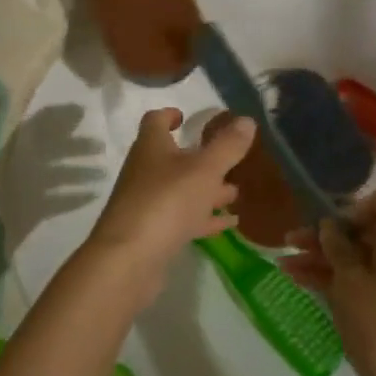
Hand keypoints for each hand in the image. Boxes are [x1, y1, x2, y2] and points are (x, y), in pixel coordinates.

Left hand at [87, 109, 254, 294]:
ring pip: (179, 190)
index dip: (169, 115)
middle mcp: (145, 171)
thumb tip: (246, 120)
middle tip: (228, 161)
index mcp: (151, 147)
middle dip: (200, 159)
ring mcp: (146, 204)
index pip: (155, 121)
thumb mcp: (205, 169)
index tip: (185, 116)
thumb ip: (227, 146)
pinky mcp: (152, 233)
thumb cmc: (167, 201)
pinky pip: (182, 219)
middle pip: (171, 158)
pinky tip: (229, 224)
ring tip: (235, 193)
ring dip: (206, 191)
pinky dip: (204, 218)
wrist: (129, 259)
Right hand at [286, 188, 375, 375]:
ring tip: (286, 264)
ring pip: (363, 257)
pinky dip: (340, 278)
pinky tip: (302, 281)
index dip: (352, 206)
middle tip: (291, 241)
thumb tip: (329, 226)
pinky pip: (369, 278)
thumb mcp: (349, 283)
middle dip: (327, 235)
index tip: (327, 225)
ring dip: (326, 258)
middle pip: (367, 230)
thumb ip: (337, 248)